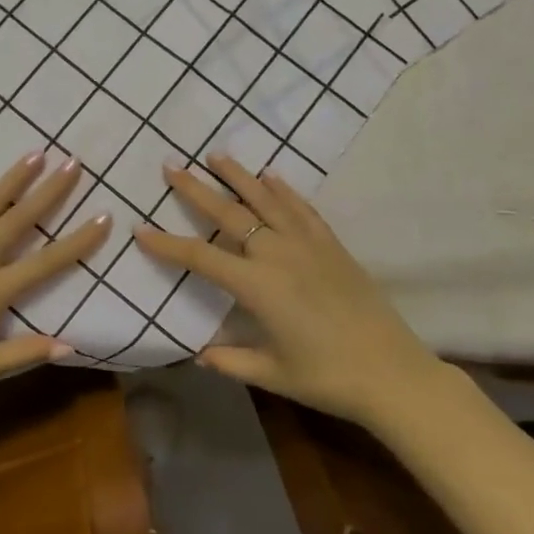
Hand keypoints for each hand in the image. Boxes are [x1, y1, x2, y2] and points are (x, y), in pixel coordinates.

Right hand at [135, 154, 446, 427]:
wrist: (393, 372)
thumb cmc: (327, 377)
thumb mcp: (272, 373)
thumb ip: (231, 360)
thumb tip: (199, 352)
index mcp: (256, 286)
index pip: (200, 257)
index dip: (167, 243)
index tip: (140, 228)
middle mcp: (277, 254)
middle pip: (228, 214)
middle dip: (196, 190)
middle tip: (171, 167)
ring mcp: (307, 244)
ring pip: (265, 200)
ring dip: (238, 176)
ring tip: (215, 156)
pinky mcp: (331, 245)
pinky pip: (301, 208)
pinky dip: (283, 189)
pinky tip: (270, 175)